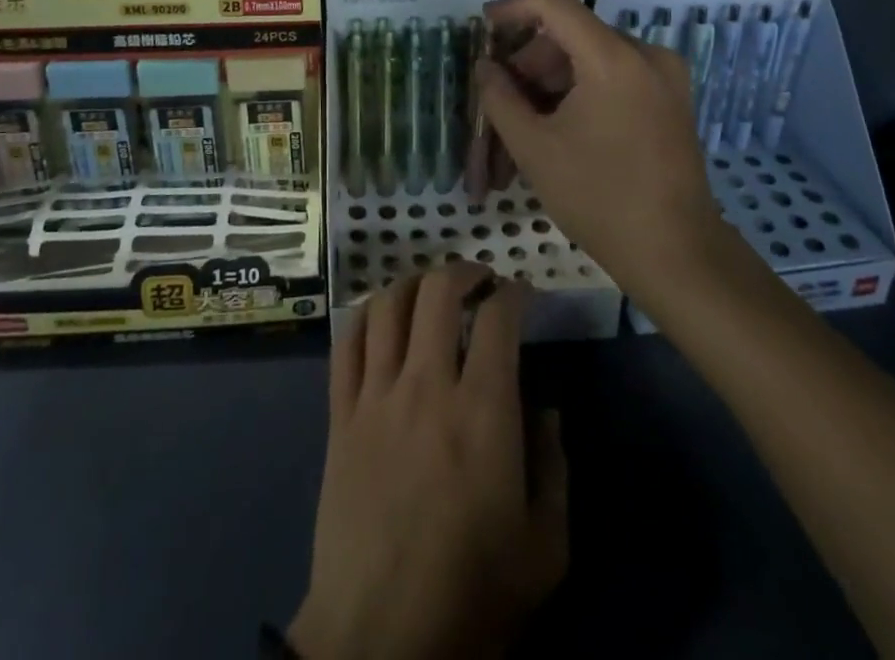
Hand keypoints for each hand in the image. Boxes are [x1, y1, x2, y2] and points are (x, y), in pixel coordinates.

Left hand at [290, 265, 566, 659]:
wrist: (379, 641)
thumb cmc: (472, 596)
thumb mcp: (545, 547)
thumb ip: (555, 465)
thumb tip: (547, 405)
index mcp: (483, 412)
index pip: (498, 318)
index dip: (514, 293)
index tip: (523, 295)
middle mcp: (427, 386)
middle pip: (438, 292)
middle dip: (464, 271)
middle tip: (479, 279)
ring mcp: (377, 396)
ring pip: (387, 305)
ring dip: (413, 283)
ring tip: (431, 291)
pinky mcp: (339, 415)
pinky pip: (346, 343)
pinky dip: (365, 316)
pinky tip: (381, 320)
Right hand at [475, 0, 729, 298]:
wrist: (675, 253)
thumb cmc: (597, 197)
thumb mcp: (534, 146)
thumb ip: (500, 97)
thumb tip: (486, 66)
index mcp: (613, 57)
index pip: (555, 5)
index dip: (513, 9)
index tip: (484, 27)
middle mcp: (646, 54)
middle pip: (572, 36)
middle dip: (530, 63)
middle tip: (500, 101)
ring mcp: (665, 76)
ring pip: (592, 58)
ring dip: (553, 82)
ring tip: (525, 126)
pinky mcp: (672, 99)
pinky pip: (615, 76)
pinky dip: (581, 92)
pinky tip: (560, 128)